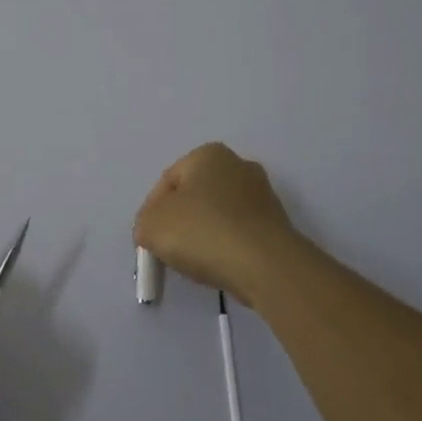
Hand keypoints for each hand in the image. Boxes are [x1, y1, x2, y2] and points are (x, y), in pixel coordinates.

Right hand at [134, 142, 301, 305]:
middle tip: (168, 249)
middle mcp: (238, 165)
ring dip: (203, 235)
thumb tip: (154, 230)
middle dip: (179, 221)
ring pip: (217, 215)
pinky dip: (226, 247)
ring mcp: (262, 195)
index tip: (148, 240)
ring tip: (194, 262)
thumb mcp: (151, 226)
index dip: (151, 212)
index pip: (167, 182)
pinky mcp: (277, 224)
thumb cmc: (203, 232)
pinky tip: (220, 265)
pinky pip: (239, 233)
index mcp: (208, 154)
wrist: (265, 265)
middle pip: (194, 196)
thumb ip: (144, 224)